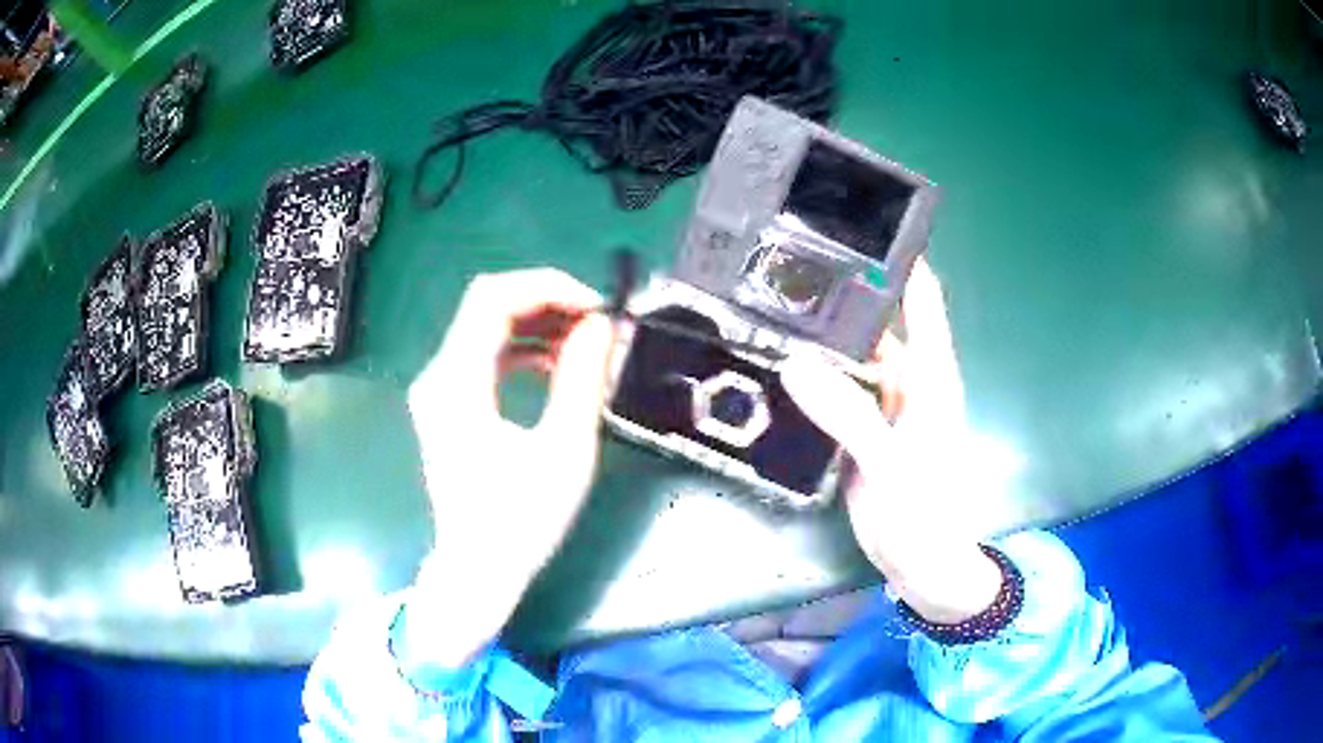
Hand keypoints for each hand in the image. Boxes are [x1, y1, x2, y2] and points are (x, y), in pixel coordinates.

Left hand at [405, 269, 613, 664]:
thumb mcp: (563, 451)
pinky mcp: (449, 403)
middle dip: (548, 303)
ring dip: (539, 325)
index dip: (548, 288)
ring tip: (587, 342)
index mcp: (456, 384)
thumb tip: (601, 325)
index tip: (596, 307)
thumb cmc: (520, 523)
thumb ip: (582, 379)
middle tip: (598, 322)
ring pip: (487, 327)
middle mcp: (438, 376)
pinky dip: (524, 349)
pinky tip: (556, 365)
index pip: (494, 299)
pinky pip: (486, 356)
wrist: (477, 571)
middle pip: (488, 306)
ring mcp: (439, 390)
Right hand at [780, 259, 1001, 623]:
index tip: (858, 223)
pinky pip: (831, 388)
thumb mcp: (892, 464)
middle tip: (787, 263)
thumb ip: (850, 415)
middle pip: (876, 319)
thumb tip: (796, 363)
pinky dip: (808, 374)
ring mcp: (880, 402)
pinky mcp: (857, 426)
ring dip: (818, 333)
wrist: (919, 563)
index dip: (899, 258)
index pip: (921, 298)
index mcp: (930, 374)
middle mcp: (906, 378)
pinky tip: (776, 361)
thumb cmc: (927, 513)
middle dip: (840, 290)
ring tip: (770, 303)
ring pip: (848, 353)